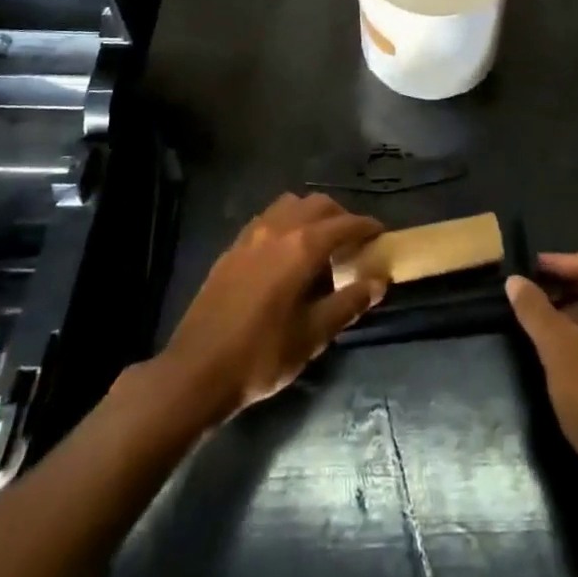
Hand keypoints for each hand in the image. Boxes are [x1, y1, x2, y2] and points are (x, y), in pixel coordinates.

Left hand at [160, 193, 385, 422]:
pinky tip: (285, 255)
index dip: (367, 227)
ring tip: (319, 244)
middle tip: (352, 242)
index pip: (345, 223)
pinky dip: (286, 224)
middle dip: (340, 216)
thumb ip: (349, 303)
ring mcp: (251, 235)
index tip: (381, 234)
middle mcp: (278, 229)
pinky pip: (267, 219)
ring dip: (311, 215)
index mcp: (302, 247)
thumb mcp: (314, 336)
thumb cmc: (262, 355)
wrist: (196, 372)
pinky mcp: (232, 248)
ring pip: (290, 205)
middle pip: (318, 205)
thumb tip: (378, 282)